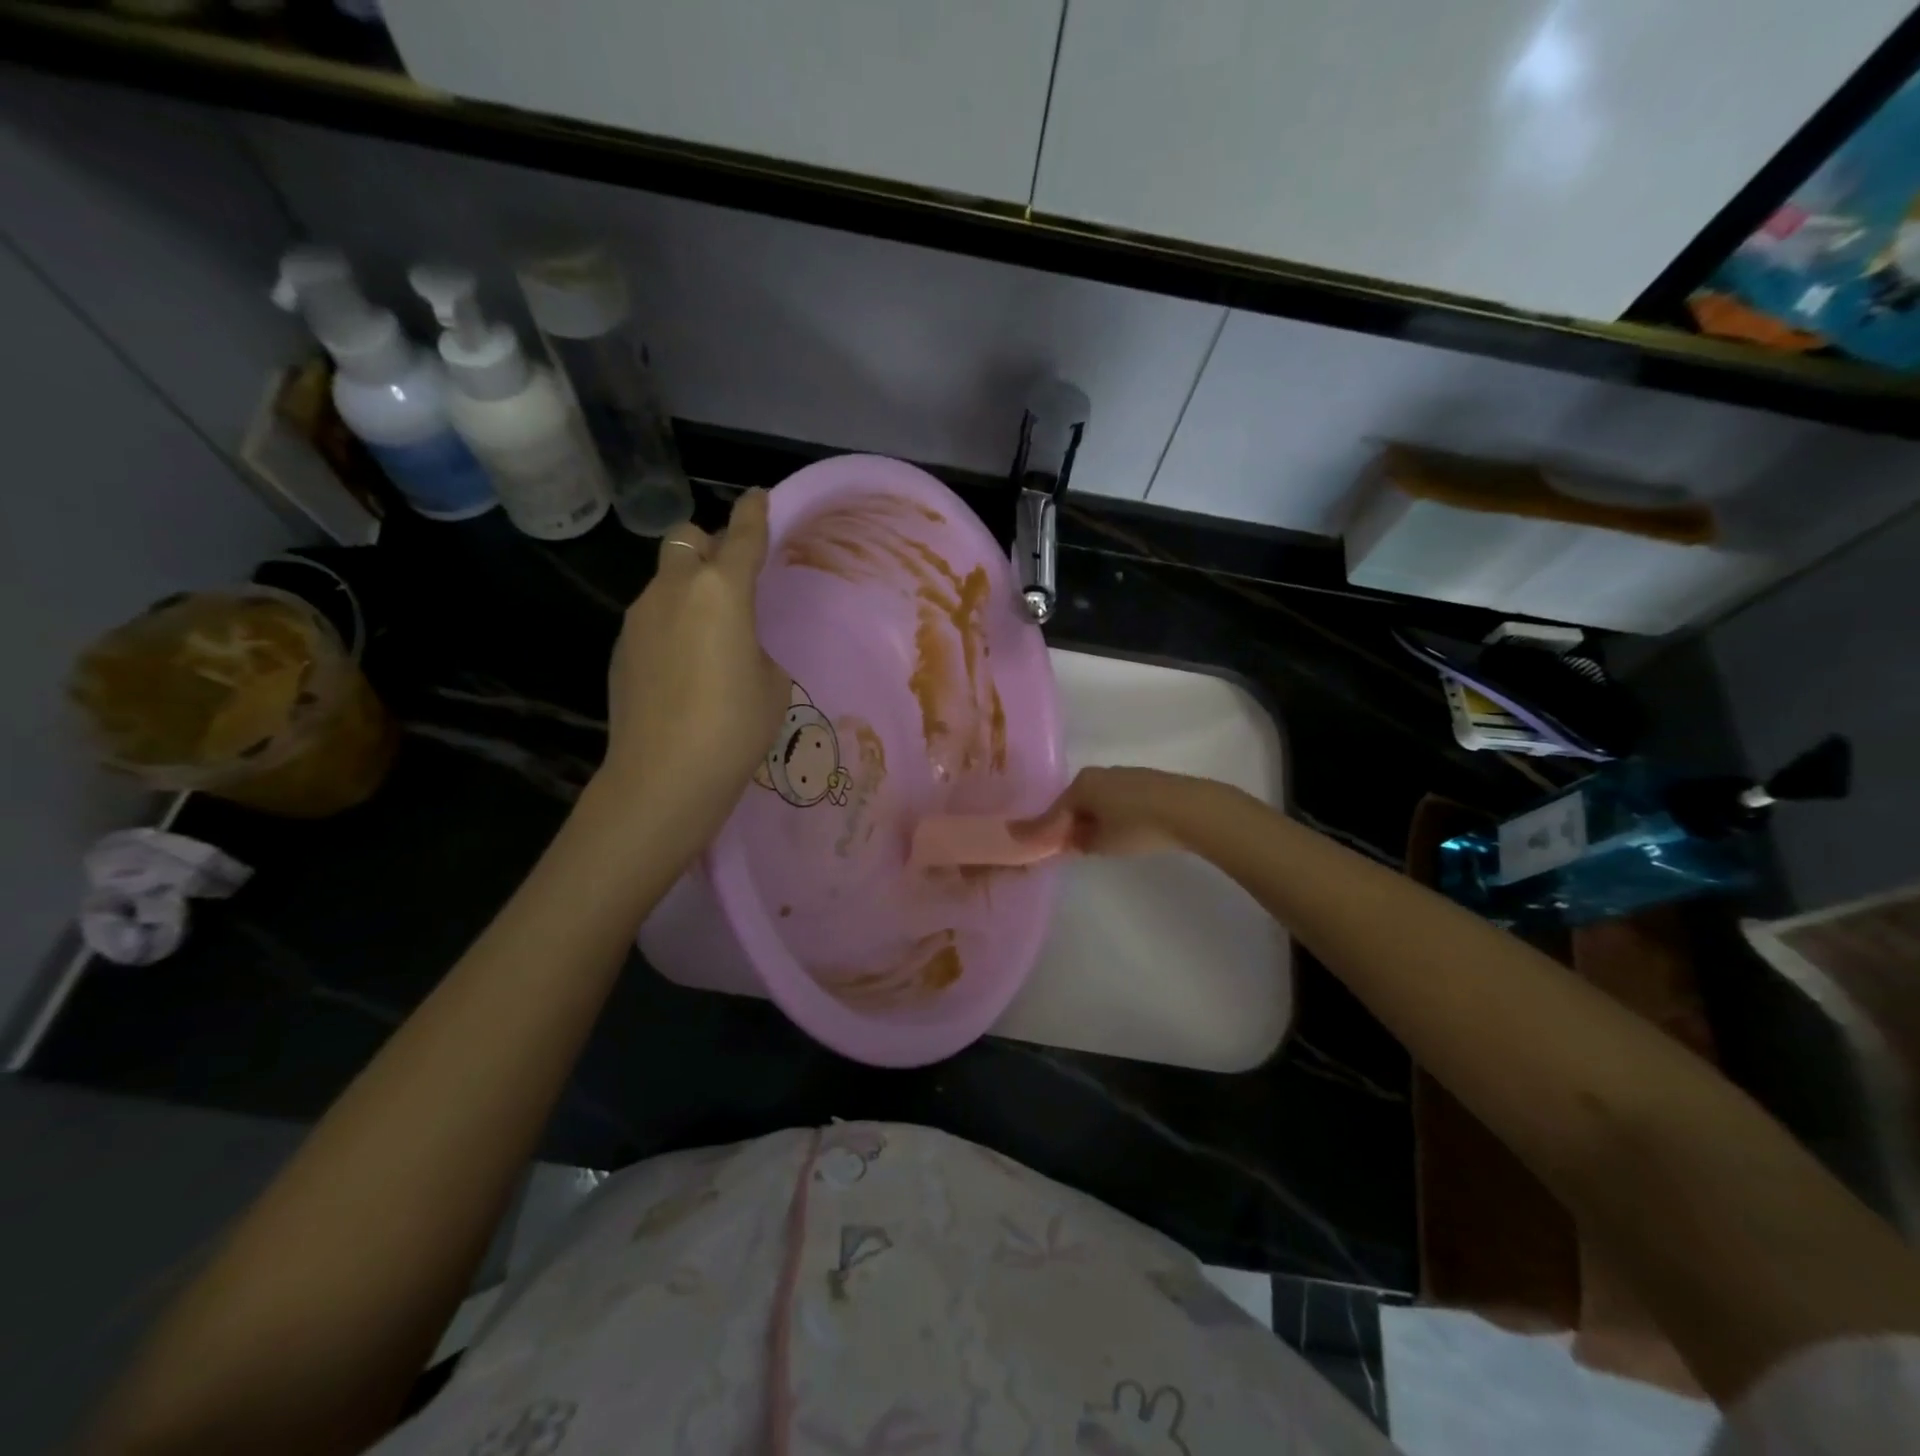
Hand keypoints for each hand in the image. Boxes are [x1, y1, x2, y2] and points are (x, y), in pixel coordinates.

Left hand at [599, 490, 790, 834]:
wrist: (664, 776)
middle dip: (711, 546)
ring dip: (689, 590)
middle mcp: (675, 590)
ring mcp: (639, 618)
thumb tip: (731, 643)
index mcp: (722, 591)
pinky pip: (652, 617)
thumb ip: (753, 645)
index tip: (758, 498)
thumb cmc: (735, 726)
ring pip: (667, 580)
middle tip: (732, 580)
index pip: (743, 537)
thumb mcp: (770, 681)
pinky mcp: (621, 648)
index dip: (754, 514)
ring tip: (710, 638)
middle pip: (688, 539)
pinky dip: (671, 625)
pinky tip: (683, 670)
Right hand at [1012, 766, 1218, 856]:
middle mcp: (1097, 774)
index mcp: (1080, 785)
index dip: (1042, 831)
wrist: (1189, 809)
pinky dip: (1110, 813)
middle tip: (1066, 846)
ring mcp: (1122, 774)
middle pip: (1075, 802)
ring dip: (1091, 818)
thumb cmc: (1136, 826)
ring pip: (1097, 800)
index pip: (1054, 812)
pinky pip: (1116, 799)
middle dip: (1069, 824)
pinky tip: (1119, 829)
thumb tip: (1068, 841)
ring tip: (1094, 841)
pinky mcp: (1144, 781)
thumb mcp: (1100, 842)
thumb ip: (1077, 842)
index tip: (1027, 843)